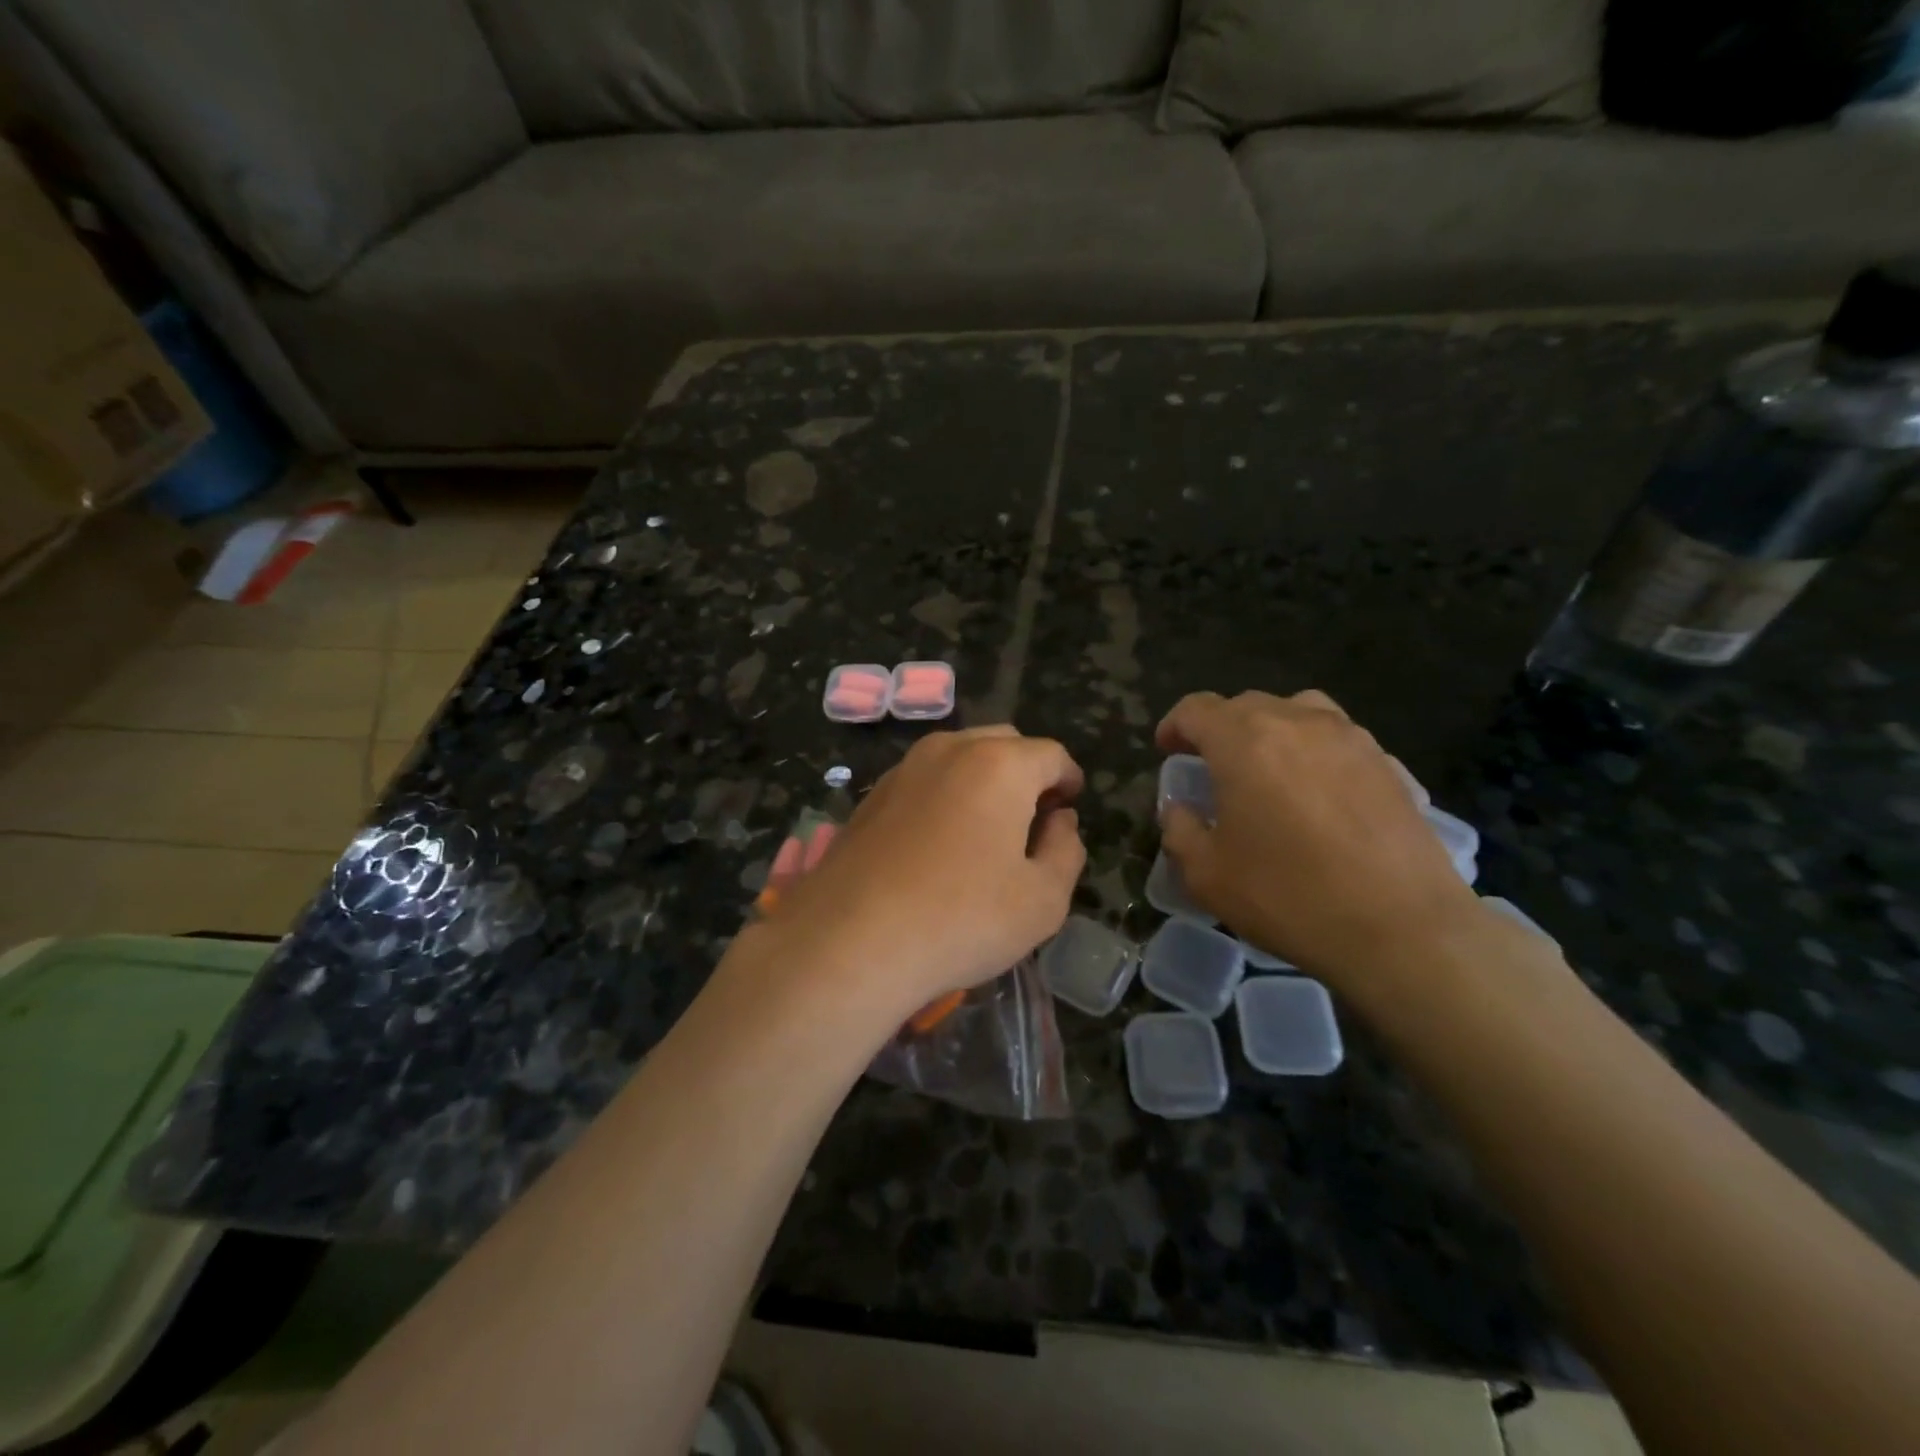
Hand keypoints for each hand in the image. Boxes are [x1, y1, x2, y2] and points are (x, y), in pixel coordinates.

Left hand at [765, 726, 1085, 1018]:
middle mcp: (949, 750)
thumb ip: (1066, 850)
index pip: (1051, 755)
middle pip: (1004, 744)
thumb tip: (1060, 821)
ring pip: (960, 756)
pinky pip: (925, 779)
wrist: (849, 940)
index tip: (1070, 806)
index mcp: (1000, 765)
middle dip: (1028, 772)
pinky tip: (941, 841)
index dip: (1069, 779)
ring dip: (984, 779)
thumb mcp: (1043, 899)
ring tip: (988, 829)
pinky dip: (946, 794)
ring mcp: (904, 769)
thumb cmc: (961, 919)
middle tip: (1035, 818)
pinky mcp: (871, 795)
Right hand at [1156, 690, 1480, 994]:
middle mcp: (1297, 723)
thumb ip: (1179, 829)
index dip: (1174, 726)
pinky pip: (1338, 740)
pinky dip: (1315, 753)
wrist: (1402, 929)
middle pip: (1246, 705)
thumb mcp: (1206, 874)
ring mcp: (1350, 739)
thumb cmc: (1288, 897)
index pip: (1196, 709)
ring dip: (1271, 731)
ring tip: (1268, 768)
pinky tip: (1318, 794)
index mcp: (1244, 741)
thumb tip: (1181, 808)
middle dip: (1220, 729)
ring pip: (1298, 711)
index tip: (1167, 751)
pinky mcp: (1389, 764)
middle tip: (1212, 767)